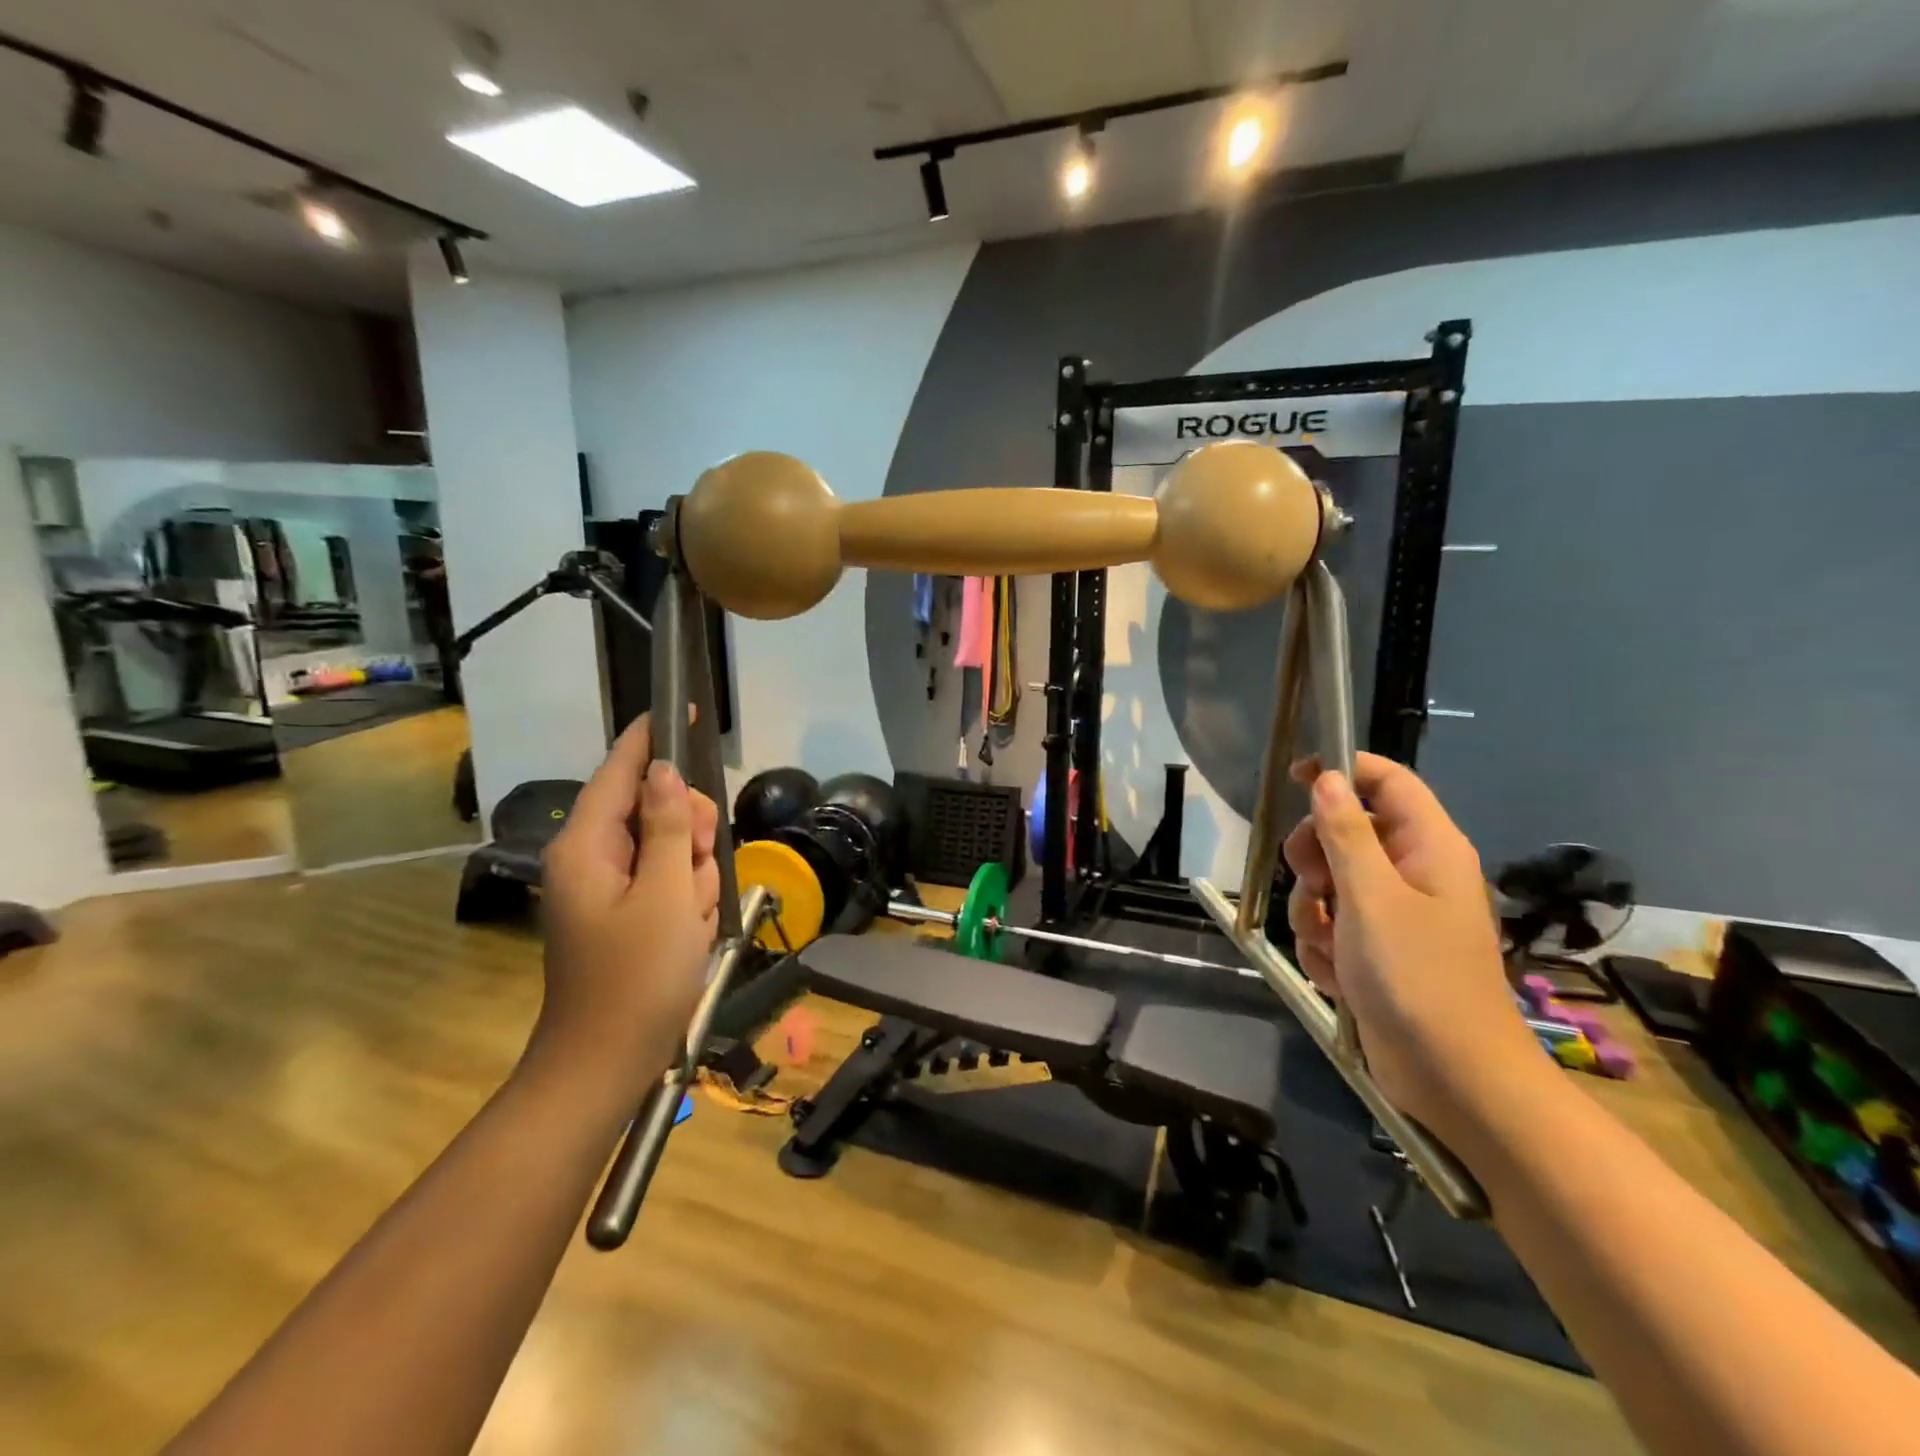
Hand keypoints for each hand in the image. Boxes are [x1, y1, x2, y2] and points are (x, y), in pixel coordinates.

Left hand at [527, 714, 721, 1107]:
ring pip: (668, 847)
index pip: (620, 772)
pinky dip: (685, 899)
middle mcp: (590, 858)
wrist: (607, 1064)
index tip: (680, 709)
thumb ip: (667, 827)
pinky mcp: (625, 911)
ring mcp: (608, 887)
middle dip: (686, 832)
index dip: (650, 740)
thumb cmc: (637, 978)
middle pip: (653, 809)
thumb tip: (664, 772)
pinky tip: (688, 932)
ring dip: (691, 874)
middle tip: (697, 868)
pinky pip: (667, 881)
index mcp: (587, 847)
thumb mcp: (665, 895)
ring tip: (691, 917)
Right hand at [1283, 753, 1543, 1140]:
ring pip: (1327, 883)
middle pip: (1344, 830)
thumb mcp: (1371, 897)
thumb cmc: (1417, 977)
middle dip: (1314, 859)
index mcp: (1427, 846)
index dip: (1341, 769)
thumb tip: (1326, 778)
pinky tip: (1336, 975)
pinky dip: (1322, 945)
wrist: (1452, 1077)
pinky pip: (1329, 925)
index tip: (1293, 778)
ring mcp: (1391, 913)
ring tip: (1330, 946)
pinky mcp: (1374, 949)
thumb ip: (1345, 833)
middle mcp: (1410, 871)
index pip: (1385, 780)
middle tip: (1314, 885)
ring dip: (1312, 911)